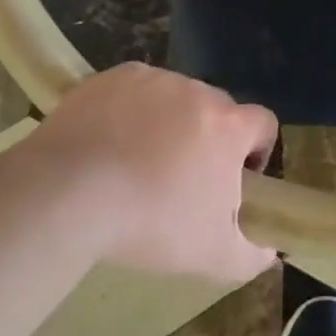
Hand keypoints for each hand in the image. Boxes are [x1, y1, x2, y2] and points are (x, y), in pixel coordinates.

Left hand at [21, 62, 277, 282]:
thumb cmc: (150, 222)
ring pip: (173, 99)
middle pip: (217, 110)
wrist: (65, 194)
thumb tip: (269, 252)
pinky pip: (133, 91)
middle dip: (208, 138)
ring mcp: (153, 80)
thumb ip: (251, 255)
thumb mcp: (211, 257)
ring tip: (136, 161)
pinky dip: (128, 111)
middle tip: (181, 178)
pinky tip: (107, 142)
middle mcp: (197, 92)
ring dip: (167, 123)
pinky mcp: (111, 78)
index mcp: (229, 126)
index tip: (234, 179)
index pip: (263, 124)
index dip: (256, 150)